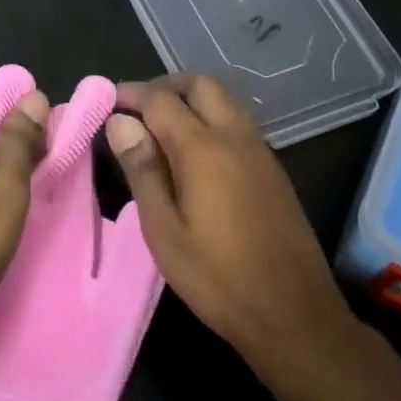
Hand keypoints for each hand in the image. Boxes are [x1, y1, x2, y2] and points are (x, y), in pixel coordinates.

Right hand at [106, 75, 370, 395]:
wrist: (293, 314)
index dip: (131, 94)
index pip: (161, 99)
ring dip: (190, 102)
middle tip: (135, 110)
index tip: (107, 101)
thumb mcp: (163, 228)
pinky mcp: (274, 171)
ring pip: (224, 102)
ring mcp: (261, 152)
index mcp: (204, 148)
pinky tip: (194, 156)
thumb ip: (141, 168)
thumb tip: (120, 121)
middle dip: (165, 87)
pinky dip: (211, 121)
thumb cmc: (216, 276)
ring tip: (159, 132)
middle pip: (201, 86)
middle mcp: (236, 137)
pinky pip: (238, 125)